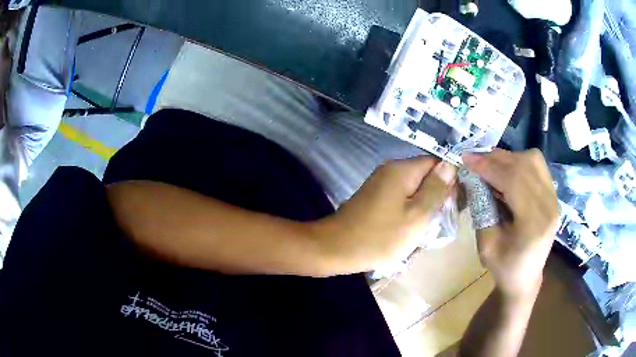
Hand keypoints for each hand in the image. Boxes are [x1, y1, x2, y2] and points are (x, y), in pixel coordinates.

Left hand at [315, 156, 456, 272]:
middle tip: (442, 220)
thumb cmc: (380, 237)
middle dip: (437, 195)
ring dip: (424, 206)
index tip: (454, 204)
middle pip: (425, 176)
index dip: (449, 181)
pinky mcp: (375, 198)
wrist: (336, 249)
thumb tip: (450, 165)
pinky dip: (409, 211)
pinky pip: (400, 198)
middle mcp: (391, 170)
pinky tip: (411, 228)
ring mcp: (381, 184)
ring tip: (429, 227)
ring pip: (414, 189)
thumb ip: (436, 190)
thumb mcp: (417, 216)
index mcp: (402, 170)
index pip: (436, 163)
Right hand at [462, 149, 558, 300]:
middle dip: (496, 158)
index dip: (488, 166)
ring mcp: (555, 198)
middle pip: (524, 165)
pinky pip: (538, 166)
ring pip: (533, 160)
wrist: (525, 278)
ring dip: (509, 158)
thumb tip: (473, 176)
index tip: (466, 159)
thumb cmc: (504, 267)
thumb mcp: (485, 245)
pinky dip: (520, 162)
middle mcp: (550, 206)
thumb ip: (481, 208)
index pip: (513, 181)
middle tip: (474, 159)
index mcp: (534, 224)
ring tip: (491, 165)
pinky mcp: (554, 195)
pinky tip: (507, 171)